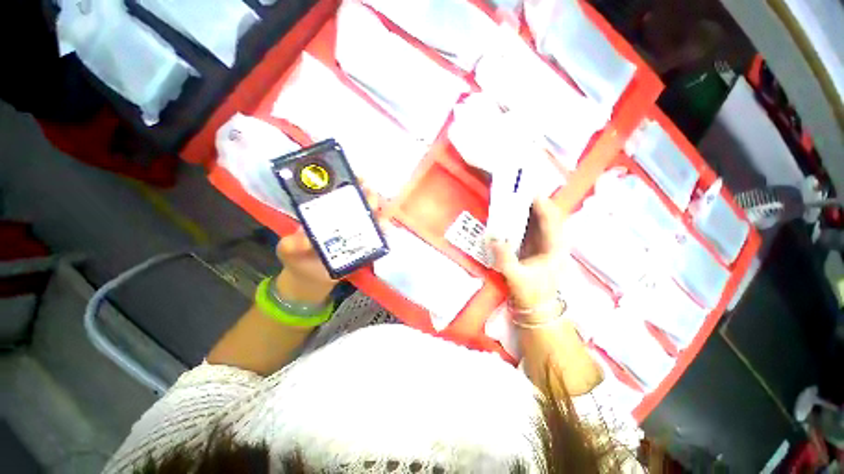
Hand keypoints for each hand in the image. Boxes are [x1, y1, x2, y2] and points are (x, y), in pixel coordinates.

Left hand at [274, 186, 380, 303]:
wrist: (311, 280)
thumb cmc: (298, 258)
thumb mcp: (289, 249)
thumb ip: (293, 244)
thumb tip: (306, 238)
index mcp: (324, 213)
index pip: (337, 193)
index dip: (347, 183)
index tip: (355, 176)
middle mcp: (342, 219)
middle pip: (358, 202)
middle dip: (365, 194)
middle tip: (369, 192)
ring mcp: (354, 232)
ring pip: (369, 217)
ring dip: (376, 211)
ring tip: (378, 209)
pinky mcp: (363, 246)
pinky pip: (375, 237)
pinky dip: (381, 231)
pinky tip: (385, 228)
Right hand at [490, 198, 565, 320]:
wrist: (536, 307)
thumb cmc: (531, 293)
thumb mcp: (516, 276)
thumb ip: (505, 258)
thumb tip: (494, 238)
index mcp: (555, 248)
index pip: (552, 220)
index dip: (542, 204)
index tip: (530, 191)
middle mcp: (553, 242)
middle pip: (547, 216)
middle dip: (534, 202)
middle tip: (518, 190)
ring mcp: (545, 244)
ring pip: (539, 221)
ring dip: (529, 209)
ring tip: (515, 197)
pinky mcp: (536, 247)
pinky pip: (531, 228)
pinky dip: (523, 220)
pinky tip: (512, 215)